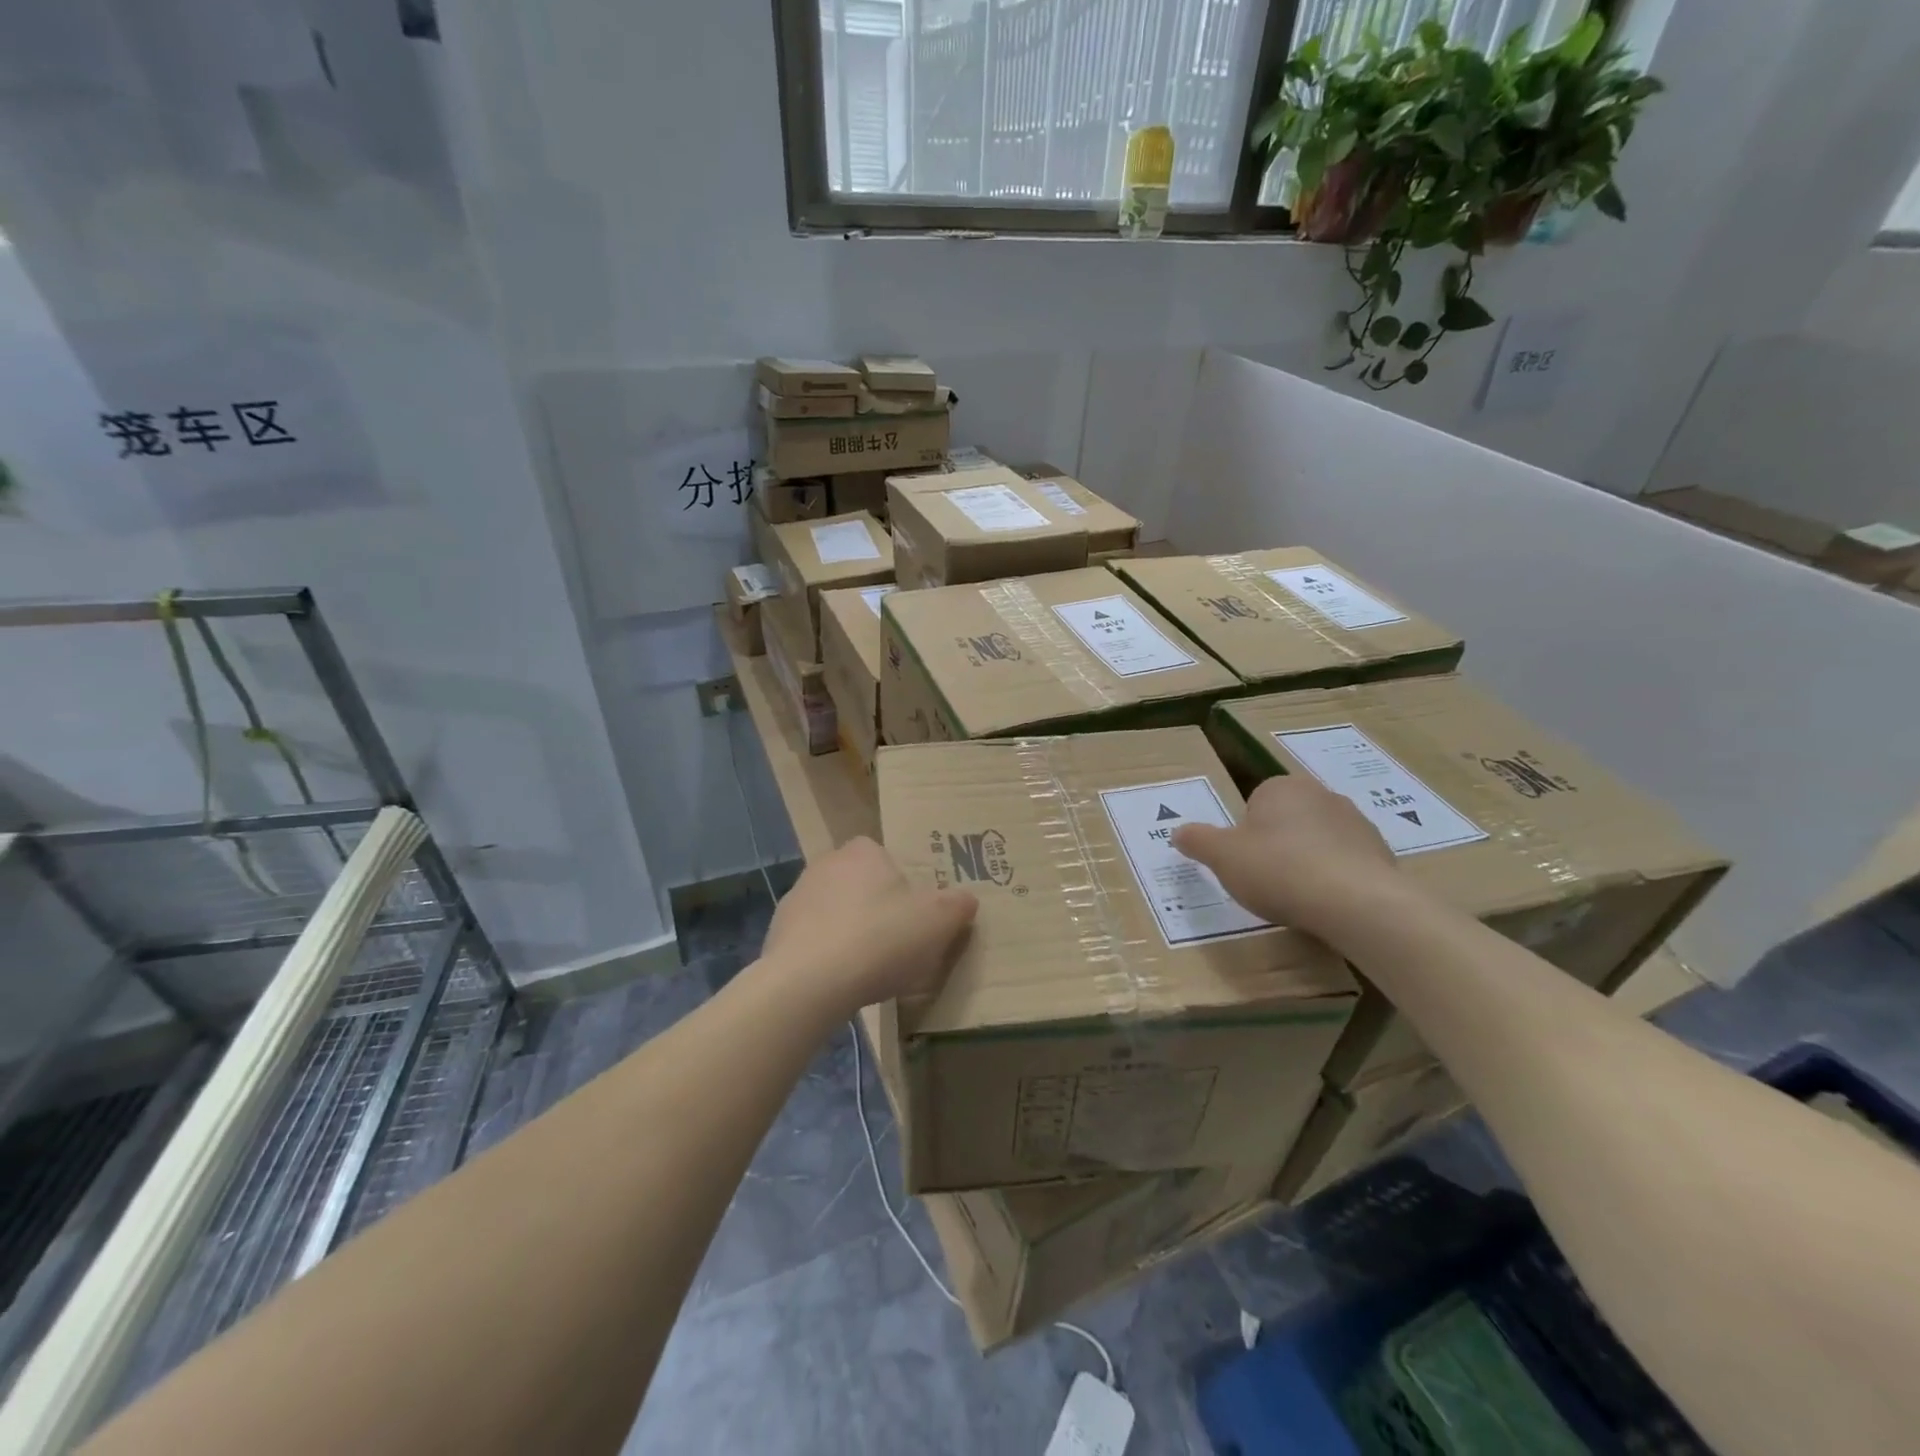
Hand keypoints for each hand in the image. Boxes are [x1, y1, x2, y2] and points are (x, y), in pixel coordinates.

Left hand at [758, 837, 977, 1013]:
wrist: (808, 983)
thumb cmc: (881, 939)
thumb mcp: (939, 922)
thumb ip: (957, 905)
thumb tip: (965, 900)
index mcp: (863, 851)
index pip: (885, 856)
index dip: (902, 884)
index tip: (914, 914)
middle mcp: (826, 863)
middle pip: (860, 883)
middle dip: (875, 907)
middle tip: (897, 942)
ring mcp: (796, 897)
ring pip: (834, 911)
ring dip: (849, 931)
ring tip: (869, 969)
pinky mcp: (777, 932)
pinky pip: (812, 939)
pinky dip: (826, 954)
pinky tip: (840, 981)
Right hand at [1171, 775, 1403, 940]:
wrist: (1357, 902)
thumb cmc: (1279, 870)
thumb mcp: (1222, 857)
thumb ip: (1197, 841)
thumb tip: (1177, 831)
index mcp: (1280, 787)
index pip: (1254, 804)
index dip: (1246, 835)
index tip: (1246, 863)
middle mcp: (1321, 794)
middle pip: (1287, 820)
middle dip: (1277, 845)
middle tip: (1267, 880)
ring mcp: (1356, 822)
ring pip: (1318, 841)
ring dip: (1307, 861)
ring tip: (1299, 897)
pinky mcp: (1381, 852)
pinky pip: (1346, 863)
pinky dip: (1335, 879)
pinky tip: (1328, 904)